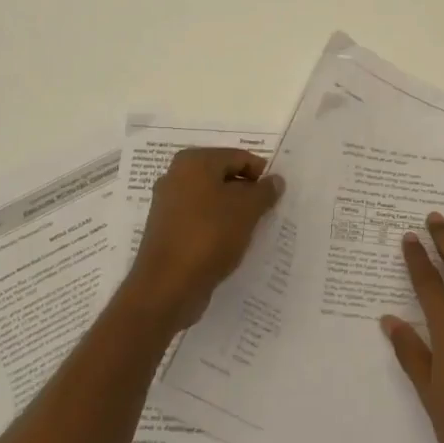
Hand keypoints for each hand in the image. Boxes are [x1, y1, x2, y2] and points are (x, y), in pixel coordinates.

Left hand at [123, 148, 284, 333]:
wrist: (168, 285)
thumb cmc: (210, 236)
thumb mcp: (247, 210)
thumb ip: (264, 191)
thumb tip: (275, 180)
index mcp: (194, 161)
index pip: (238, 157)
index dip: (261, 174)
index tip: (276, 197)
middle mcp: (176, 175)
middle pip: (223, 176)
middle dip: (247, 193)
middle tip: (266, 213)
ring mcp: (168, 204)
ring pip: (211, 200)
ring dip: (233, 212)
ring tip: (250, 230)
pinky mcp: (167, 230)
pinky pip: (200, 220)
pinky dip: (217, 227)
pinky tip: (230, 244)